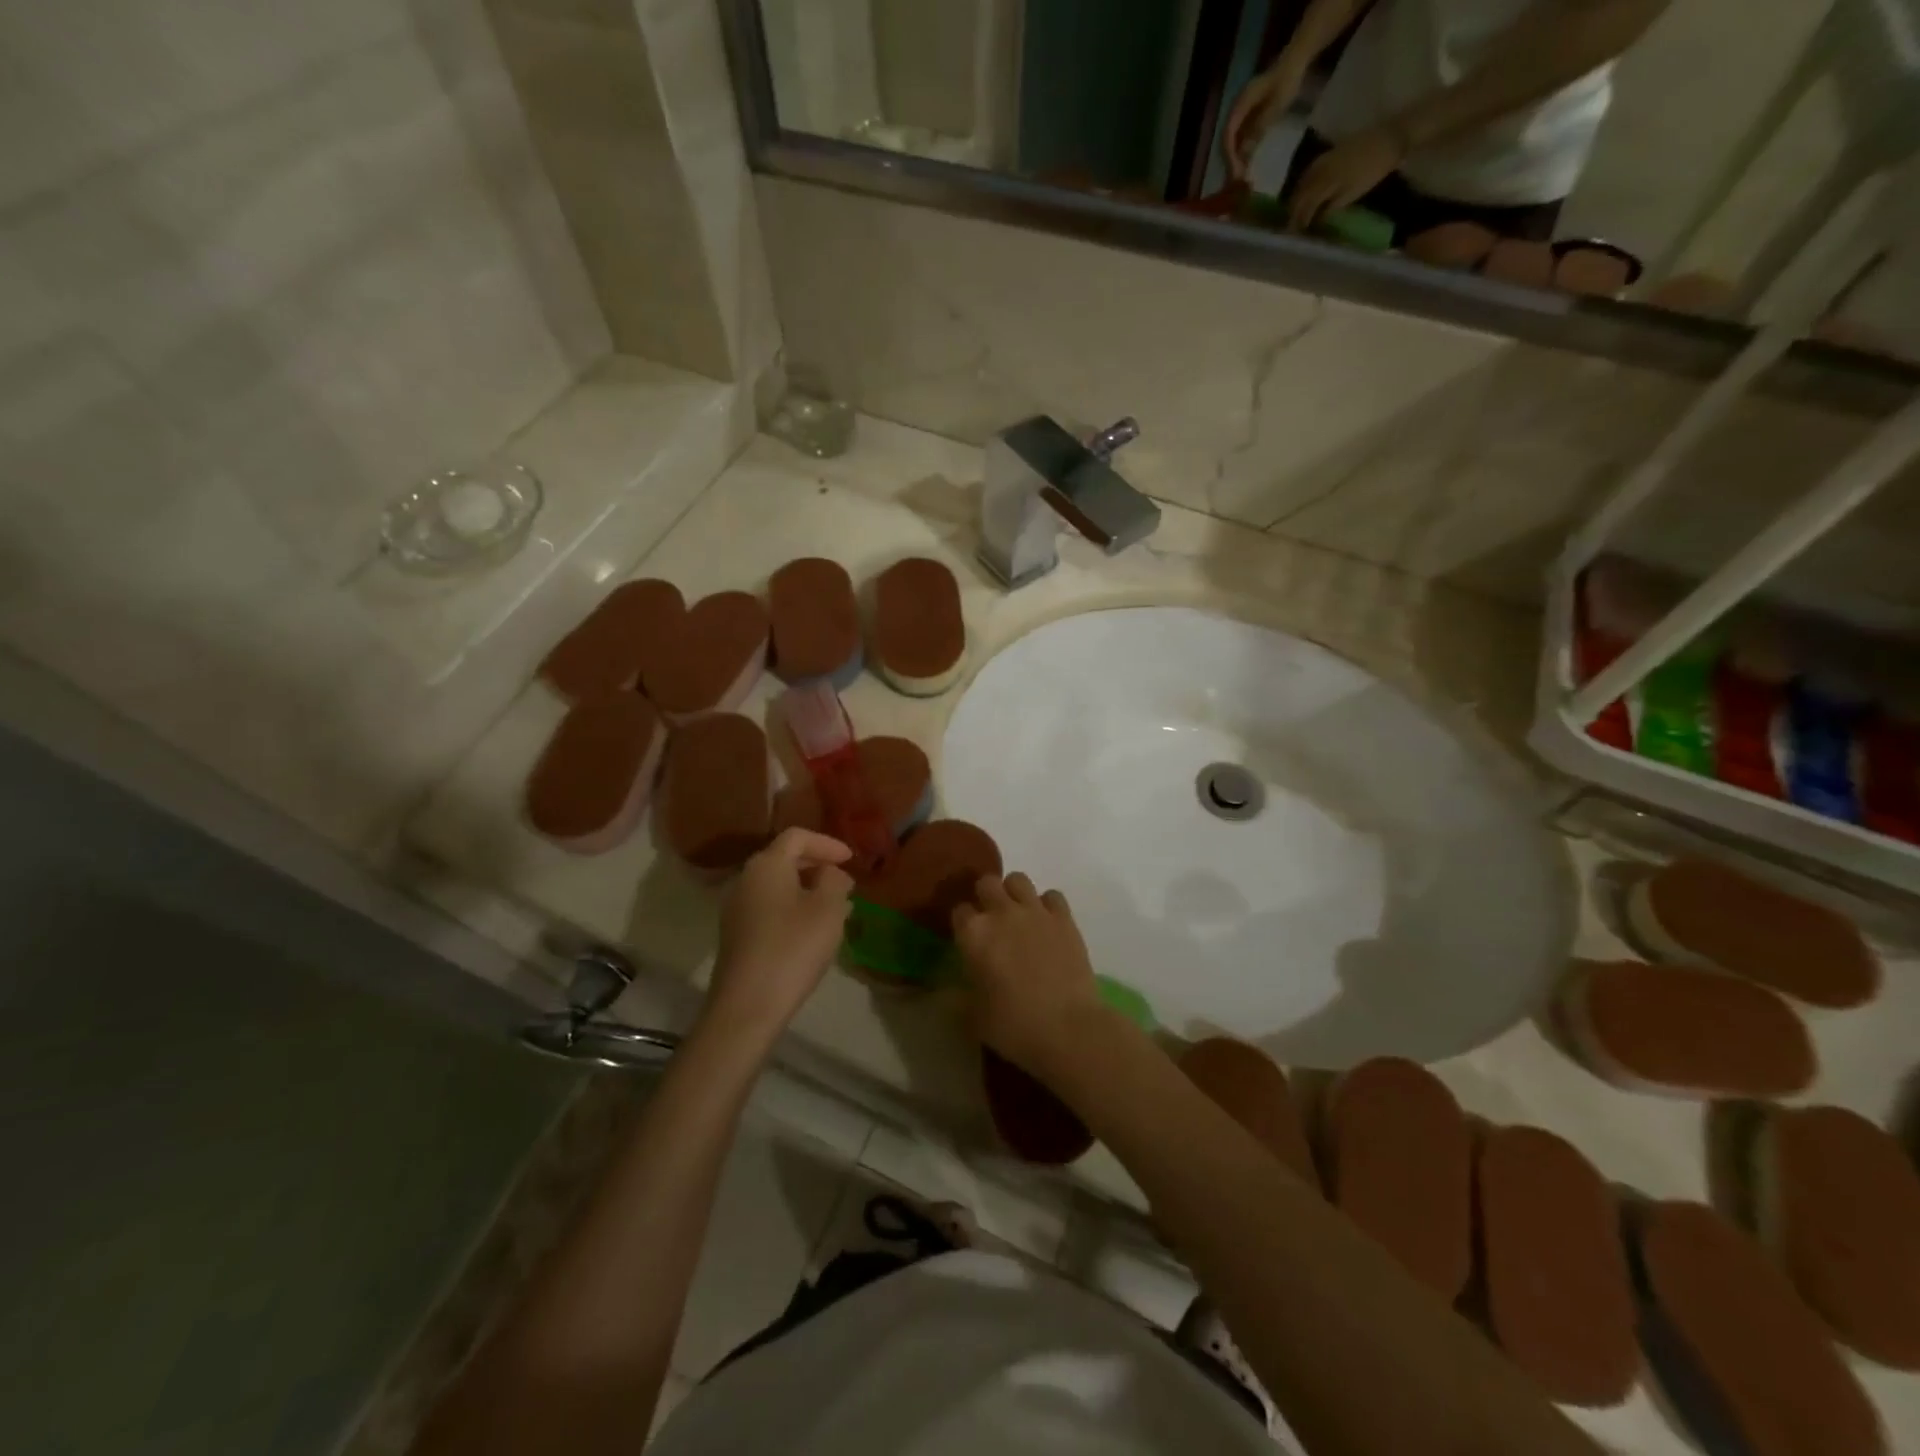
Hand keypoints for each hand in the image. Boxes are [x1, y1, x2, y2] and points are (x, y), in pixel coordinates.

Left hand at [705, 828, 854, 1045]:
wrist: (747, 1006)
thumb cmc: (793, 948)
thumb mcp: (828, 909)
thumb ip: (834, 881)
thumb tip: (830, 873)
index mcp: (766, 865)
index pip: (798, 837)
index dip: (828, 843)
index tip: (852, 859)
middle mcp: (746, 879)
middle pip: (785, 859)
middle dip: (819, 867)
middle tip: (846, 884)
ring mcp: (737, 908)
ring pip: (778, 886)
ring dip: (808, 891)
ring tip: (837, 909)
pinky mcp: (737, 935)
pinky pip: (770, 908)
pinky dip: (794, 909)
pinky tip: (813, 931)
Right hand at [953, 873, 1105, 1076]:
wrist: (1068, 1029)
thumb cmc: (1014, 1026)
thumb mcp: (973, 1018)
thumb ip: (956, 997)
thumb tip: (944, 991)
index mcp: (973, 934)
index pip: (959, 911)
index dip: (962, 923)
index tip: (967, 938)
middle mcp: (1001, 913)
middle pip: (987, 883)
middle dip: (985, 897)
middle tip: (991, 920)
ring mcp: (1035, 911)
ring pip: (1018, 879)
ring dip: (1014, 893)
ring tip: (1018, 915)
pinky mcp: (1064, 918)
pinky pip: (1052, 895)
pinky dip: (1047, 905)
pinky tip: (1047, 923)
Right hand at [1222, 57, 1305, 181]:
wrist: (1296, 61)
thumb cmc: (1287, 80)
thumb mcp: (1275, 106)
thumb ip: (1259, 127)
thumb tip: (1243, 153)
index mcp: (1240, 106)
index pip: (1228, 135)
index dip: (1230, 155)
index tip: (1236, 173)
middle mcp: (1236, 111)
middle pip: (1227, 141)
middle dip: (1231, 161)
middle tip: (1238, 180)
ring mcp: (1242, 114)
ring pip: (1233, 141)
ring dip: (1236, 159)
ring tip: (1242, 176)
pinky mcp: (1248, 117)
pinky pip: (1241, 138)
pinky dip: (1242, 152)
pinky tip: (1247, 163)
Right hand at [1286, 127, 1403, 230]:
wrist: (1390, 137)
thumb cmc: (1373, 170)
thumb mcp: (1351, 195)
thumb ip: (1330, 208)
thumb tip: (1315, 221)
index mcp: (1323, 183)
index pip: (1304, 207)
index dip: (1298, 222)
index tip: (1296, 235)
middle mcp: (1318, 171)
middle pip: (1299, 194)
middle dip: (1294, 211)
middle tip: (1292, 226)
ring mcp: (1323, 160)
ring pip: (1302, 182)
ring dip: (1296, 197)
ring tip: (1295, 210)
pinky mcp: (1330, 153)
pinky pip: (1309, 171)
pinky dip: (1304, 183)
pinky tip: (1305, 190)